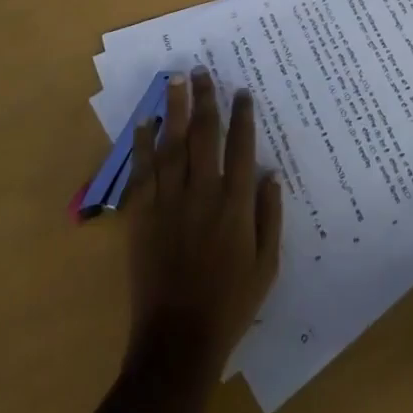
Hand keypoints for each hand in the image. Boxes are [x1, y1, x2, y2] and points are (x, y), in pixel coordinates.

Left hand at [121, 70, 282, 377]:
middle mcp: (202, 194)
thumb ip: (270, 216)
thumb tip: (272, 174)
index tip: (242, 91)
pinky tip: (143, 122)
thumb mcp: (267, 265)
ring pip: (171, 145)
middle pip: (203, 135)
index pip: (241, 147)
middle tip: (202, 71)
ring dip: (173, 109)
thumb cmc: (230, 304)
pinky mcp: (142, 217)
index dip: (243, 116)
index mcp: (235, 205)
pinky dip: (142, 145)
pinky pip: (141, 173)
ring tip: (174, 80)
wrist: (177, 341)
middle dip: (204, 100)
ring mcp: (168, 203)